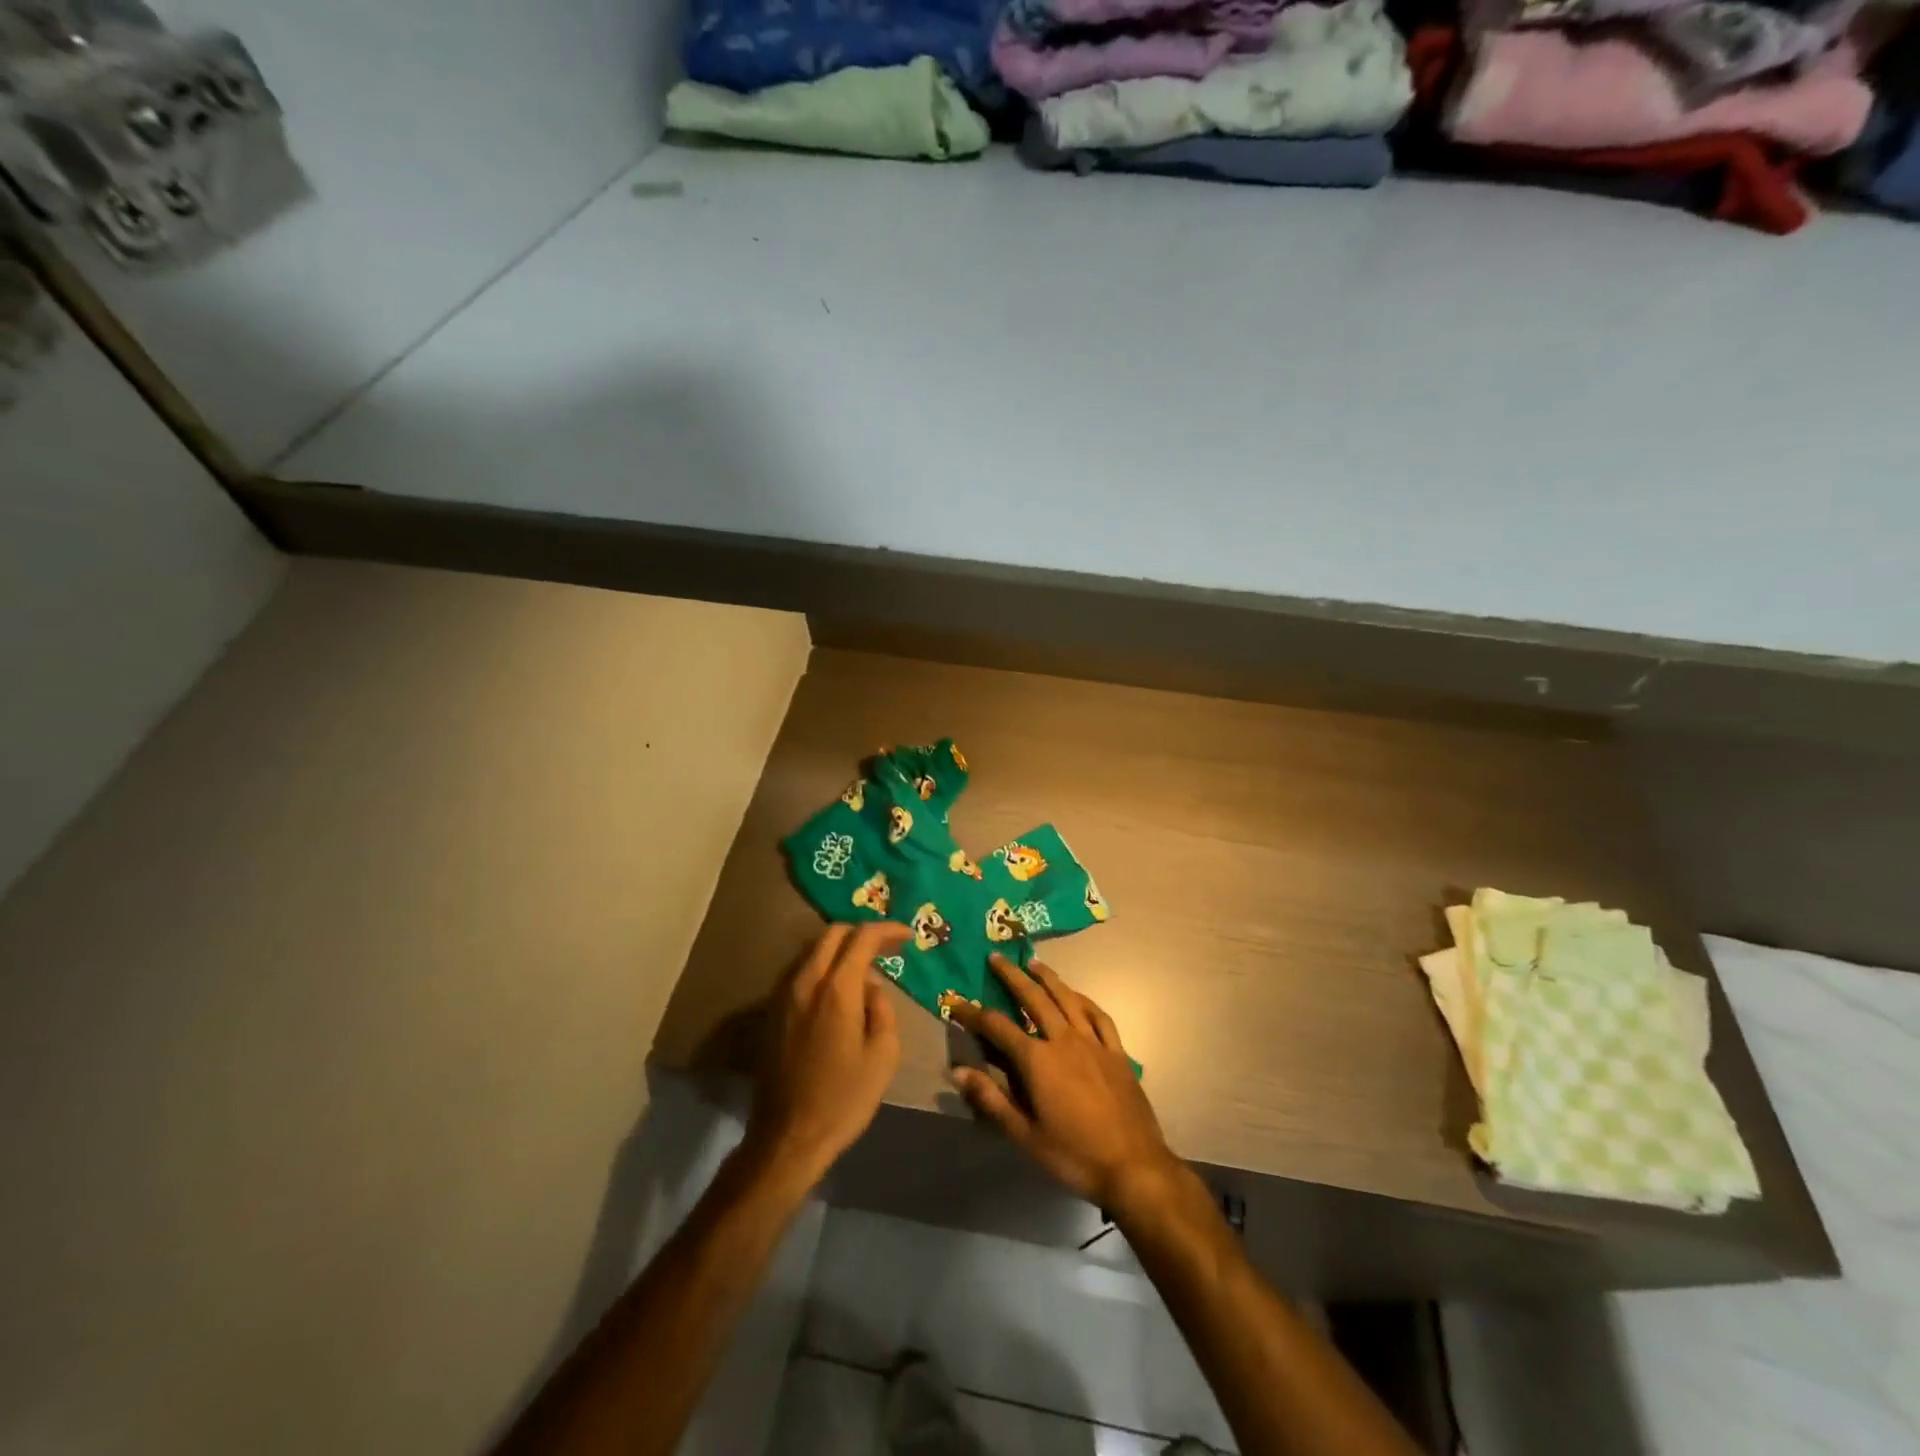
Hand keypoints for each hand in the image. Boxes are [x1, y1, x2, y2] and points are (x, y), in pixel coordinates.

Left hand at [746, 922, 905, 1185]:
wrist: (788, 1136)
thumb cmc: (843, 1099)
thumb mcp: (883, 1055)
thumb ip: (882, 1009)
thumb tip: (871, 988)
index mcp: (836, 989)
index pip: (862, 938)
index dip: (887, 930)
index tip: (908, 935)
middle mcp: (806, 981)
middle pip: (833, 934)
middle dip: (862, 933)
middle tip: (888, 948)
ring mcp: (784, 995)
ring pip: (814, 951)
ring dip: (841, 950)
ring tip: (866, 967)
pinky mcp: (772, 1012)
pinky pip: (802, 972)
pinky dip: (824, 968)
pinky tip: (840, 991)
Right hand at [947, 955, 1177, 1213]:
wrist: (1133, 1166)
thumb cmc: (1074, 1155)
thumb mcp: (1025, 1135)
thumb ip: (991, 1099)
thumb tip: (957, 1070)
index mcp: (1038, 1060)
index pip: (997, 1026)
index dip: (973, 1013)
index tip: (956, 1000)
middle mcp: (1064, 1040)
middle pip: (1034, 998)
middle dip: (1012, 976)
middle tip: (996, 957)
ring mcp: (1093, 1042)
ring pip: (1067, 998)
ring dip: (1048, 978)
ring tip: (1033, 962)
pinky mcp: (1116, 1052)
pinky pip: (1098, 1016)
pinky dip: (1084, 1000)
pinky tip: (1076, 995)